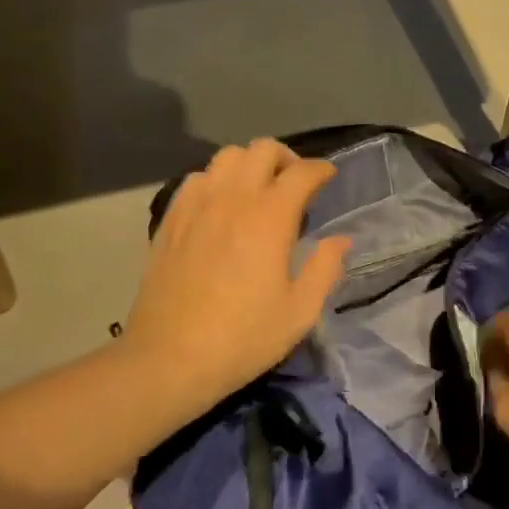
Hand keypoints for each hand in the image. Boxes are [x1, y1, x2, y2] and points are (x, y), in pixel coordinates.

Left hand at [123, 139, 350, 412]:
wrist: (168, 359)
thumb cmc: (242, 338)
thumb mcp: (299, 312)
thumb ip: (325, 269)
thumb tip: (340, 240)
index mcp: (270, 217)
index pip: (302, 172)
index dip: (321, 169)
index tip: (328, 178)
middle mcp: (233, 198)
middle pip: (262, 149)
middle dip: (286, 158)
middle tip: (295, 185)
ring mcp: (197, 205)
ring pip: (226, 156)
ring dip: (249, 164)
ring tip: (257, 191)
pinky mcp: (171, 218)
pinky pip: (197, 178)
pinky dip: (217, 180)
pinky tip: (221, 206)